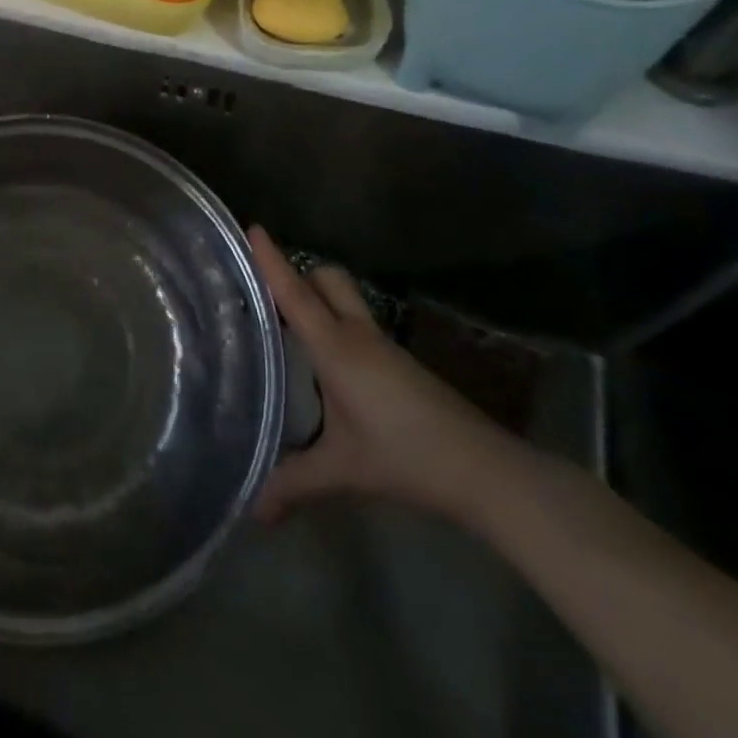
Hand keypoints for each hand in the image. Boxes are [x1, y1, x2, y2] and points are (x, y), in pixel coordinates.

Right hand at [249, 225, 515, 524]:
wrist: (486, 472)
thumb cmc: (406, 457)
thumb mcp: (344, 470)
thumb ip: (294, 483)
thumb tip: (251, 510)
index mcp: (337, 348)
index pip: (296, 294)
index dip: (272, 260)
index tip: (252, 227)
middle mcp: (359, 336)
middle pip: (328, 279)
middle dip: (300, 273)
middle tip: (268, 289)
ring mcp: (384, 348)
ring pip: (346, 300)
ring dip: (319, 299)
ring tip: (286, 323)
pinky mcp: (401, 364)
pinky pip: (359, 326)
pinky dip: (336, 325)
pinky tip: (326, 361)